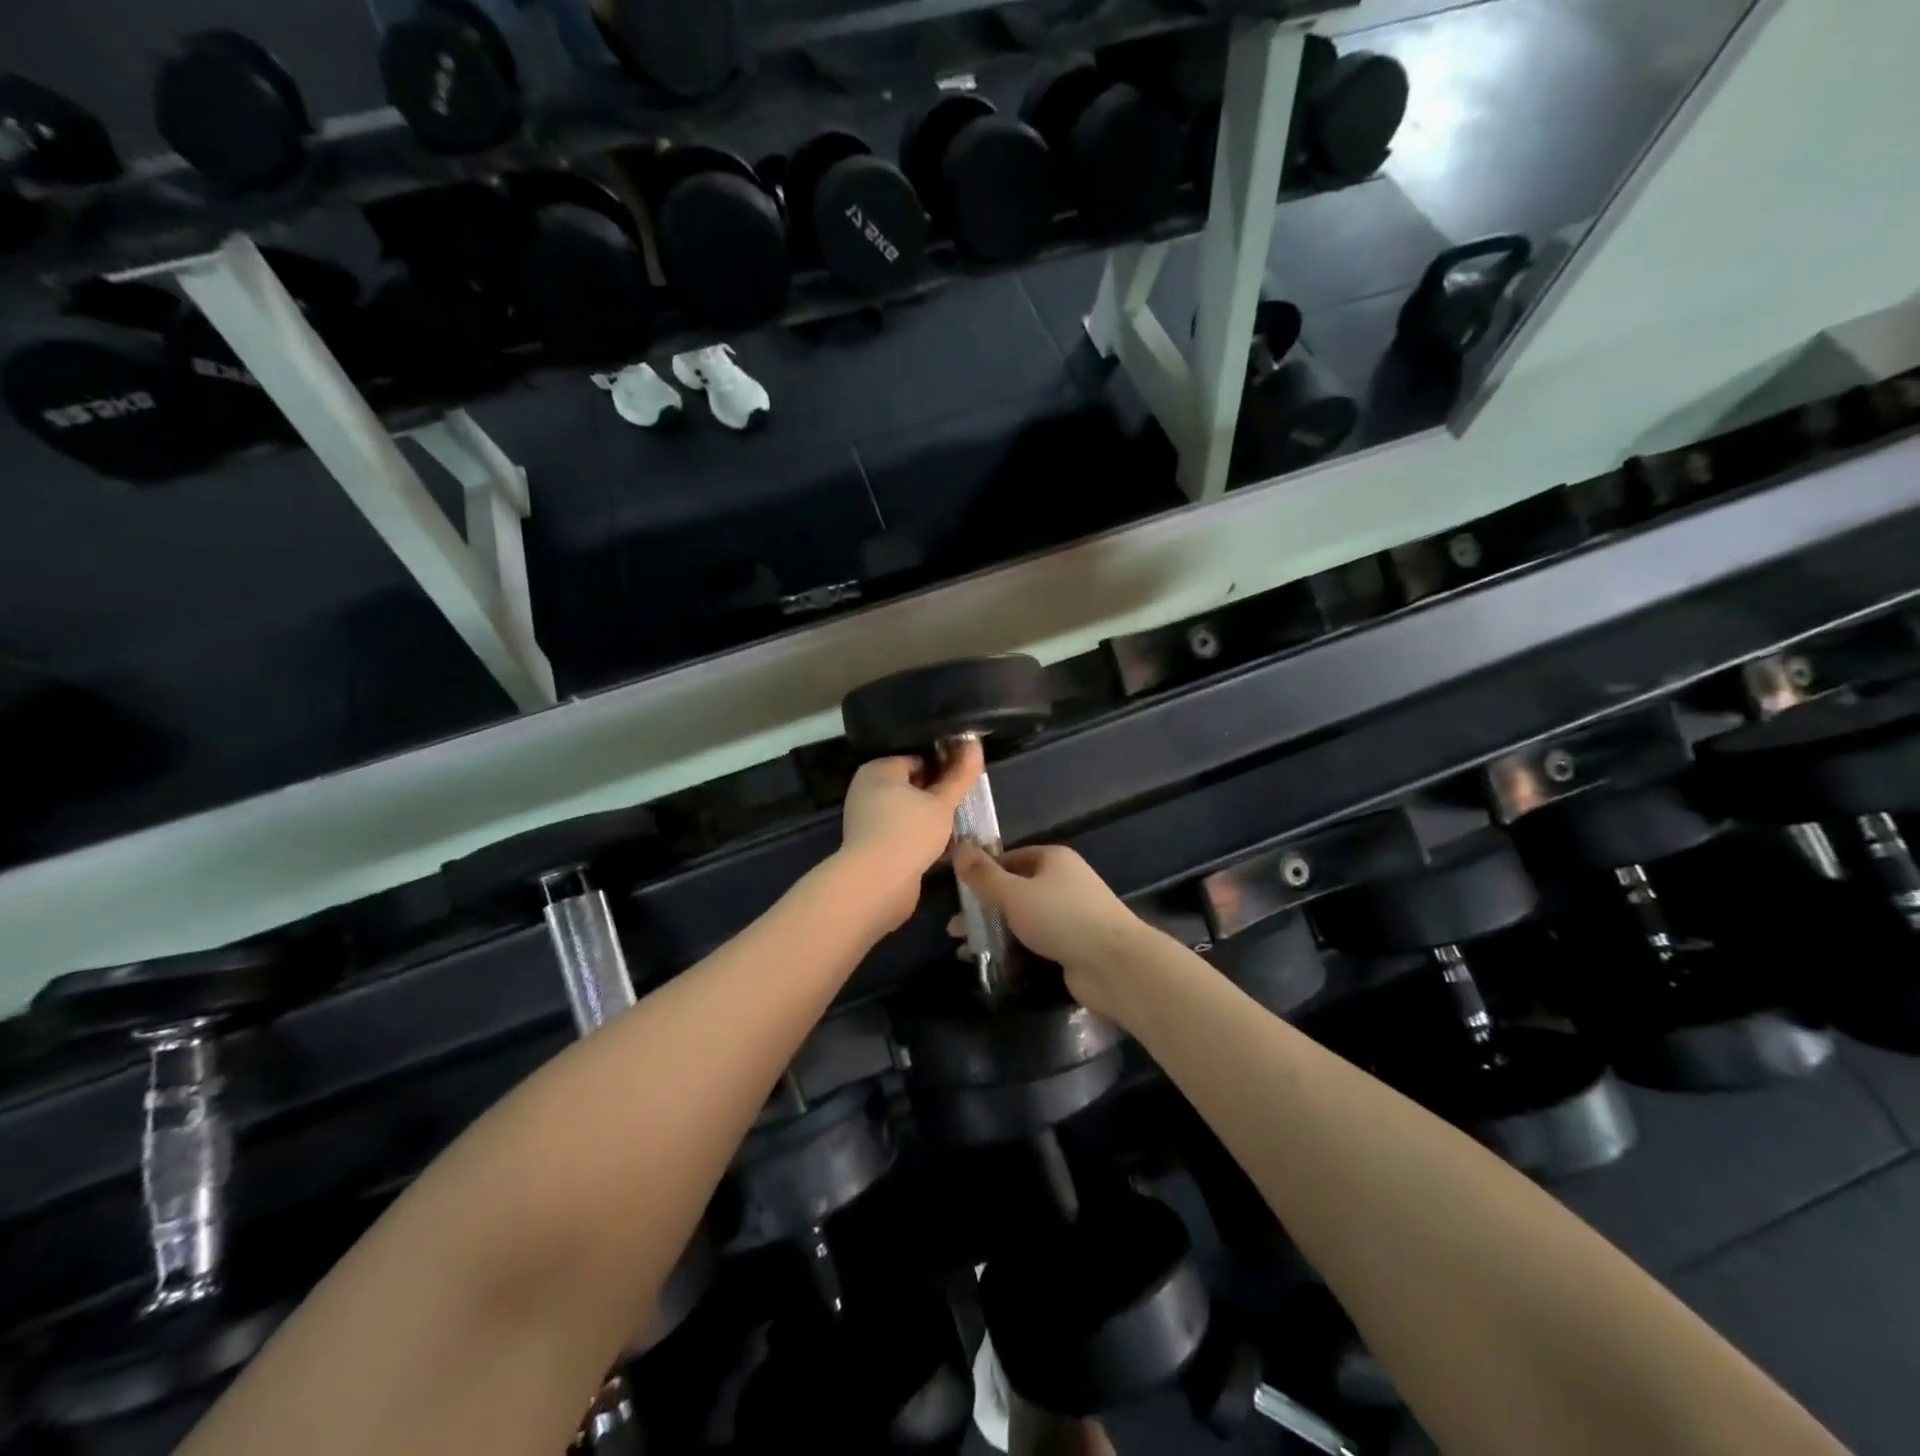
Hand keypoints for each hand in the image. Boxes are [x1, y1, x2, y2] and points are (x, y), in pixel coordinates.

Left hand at [838, 739, 984, 929]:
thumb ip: (960, 776)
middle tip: (963, 805)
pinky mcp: (871, 846)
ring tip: (957, 826)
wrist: (877, 884)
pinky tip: (942, 848)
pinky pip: (901, 834)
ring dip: (930, 819)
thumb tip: (976, 745)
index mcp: (878, 770)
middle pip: (911, 786)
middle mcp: (866, 790)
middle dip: (937, 796)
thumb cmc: (910, 832)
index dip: (943, 768)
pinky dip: (918, 838)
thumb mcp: (942, 802)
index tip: (965, 781)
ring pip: (907, 812)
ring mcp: (866, 820)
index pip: (917, 759)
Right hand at [950, 844, 1147, 1015]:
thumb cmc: (1062, 918)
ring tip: (965, 951)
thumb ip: (984, 876)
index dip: (982, 873)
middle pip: (1014, 890)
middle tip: (955, 929)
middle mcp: (1063, 882)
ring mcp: (1069, 914)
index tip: (957, 893)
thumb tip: (959, 848)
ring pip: (1023, 918)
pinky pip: (1035, 940)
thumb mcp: (1015, 894)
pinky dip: (1014, 949)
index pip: (1009, 858)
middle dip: (984, 909)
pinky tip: (991, 963)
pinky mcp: (1072, 944)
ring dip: (995, 932)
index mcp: (1053, 859)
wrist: (1115, 965)